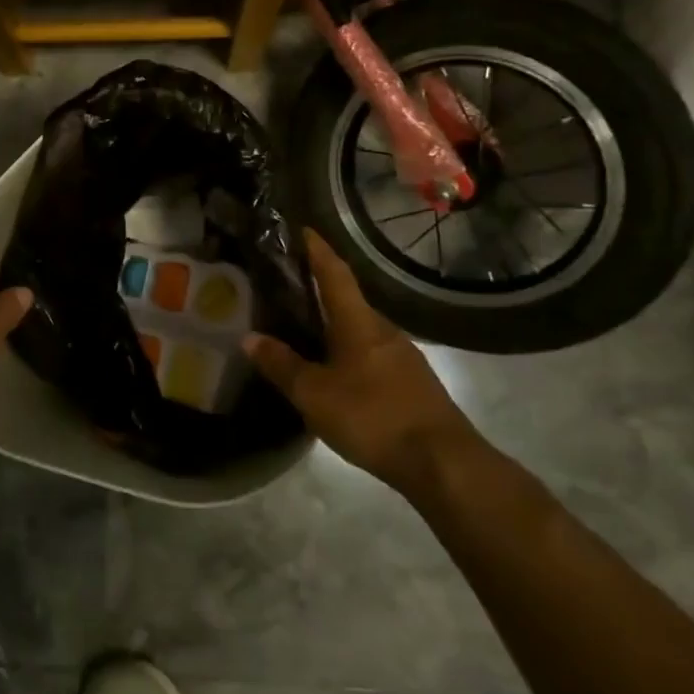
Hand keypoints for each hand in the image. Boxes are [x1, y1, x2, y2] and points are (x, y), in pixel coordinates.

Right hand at [244, 230, 480, 493]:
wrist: (444, 464)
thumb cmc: (373, 416)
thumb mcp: (314, 394)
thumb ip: (282, 365)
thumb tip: (249, 337)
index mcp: (358, 323)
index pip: (335, 273)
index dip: (318, 250)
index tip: (303, 229)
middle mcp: (383, 330)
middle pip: (349, 301)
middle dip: (321, 291)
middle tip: (289, 288)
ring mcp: (403, 357)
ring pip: (361, 331)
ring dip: (335, 325)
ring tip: (305, 331)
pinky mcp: (412, 384)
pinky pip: (372, 355)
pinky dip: (349, 352)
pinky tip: (335, 371)